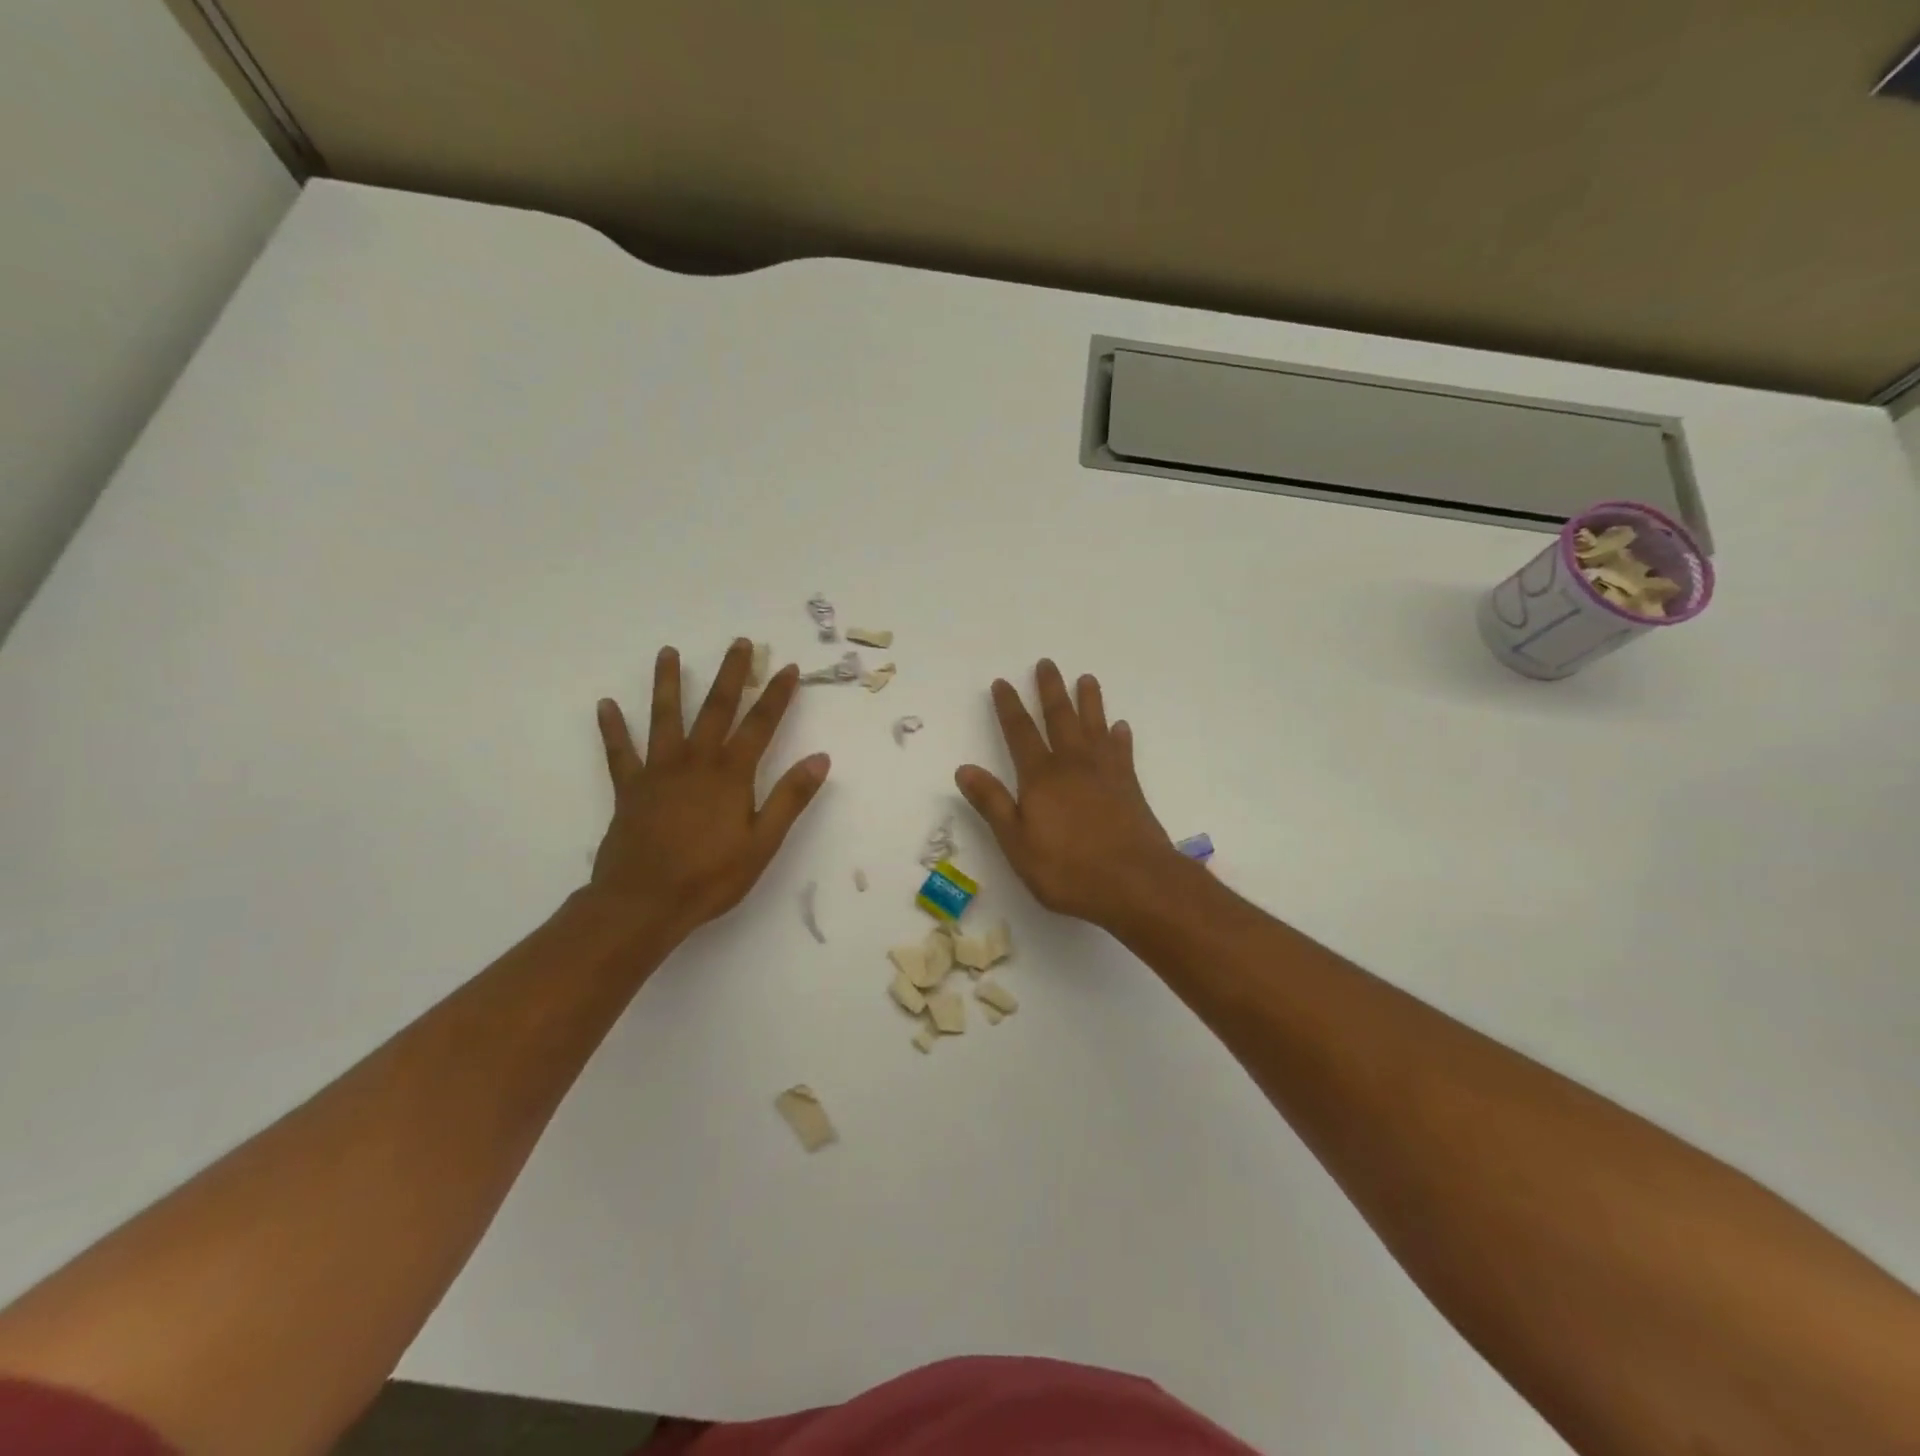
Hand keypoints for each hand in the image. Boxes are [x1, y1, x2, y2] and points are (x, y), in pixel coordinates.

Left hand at [589, 639, 829, 940]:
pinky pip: (619, 752)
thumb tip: (820, 758)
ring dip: (667, 684)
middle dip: (731, 675)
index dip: (777, 695)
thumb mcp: (763, 843)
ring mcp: (658, 772)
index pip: (760, 725)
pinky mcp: (629, 789)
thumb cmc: (711, 877)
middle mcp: (695, 762)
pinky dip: (612, 729)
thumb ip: (790, 798)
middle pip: (716, 709)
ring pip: (664, 718)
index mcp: (731, 775)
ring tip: (668, 653)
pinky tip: (605, 705)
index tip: (789, 668)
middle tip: (740, 643)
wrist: (644, 902)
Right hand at [956, 660, 1180, 929]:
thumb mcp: (1017, 843)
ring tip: (1086, 678)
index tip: (1002, 682)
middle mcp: (1073, 764)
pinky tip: (1120, 727)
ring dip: (1089, 701)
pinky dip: (1120, 736)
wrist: (1136, 883)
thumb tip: (964, 768)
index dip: (1009, 706)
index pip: (1020, 732)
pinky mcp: (1130, 787)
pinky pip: (1122, 751)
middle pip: (1059, 718)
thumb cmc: (1068, 869)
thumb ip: (993, 804)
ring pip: (1094, 726)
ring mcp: (1105, 773)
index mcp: (1041, 777)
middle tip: (1046, 663)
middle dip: (1050, 690)